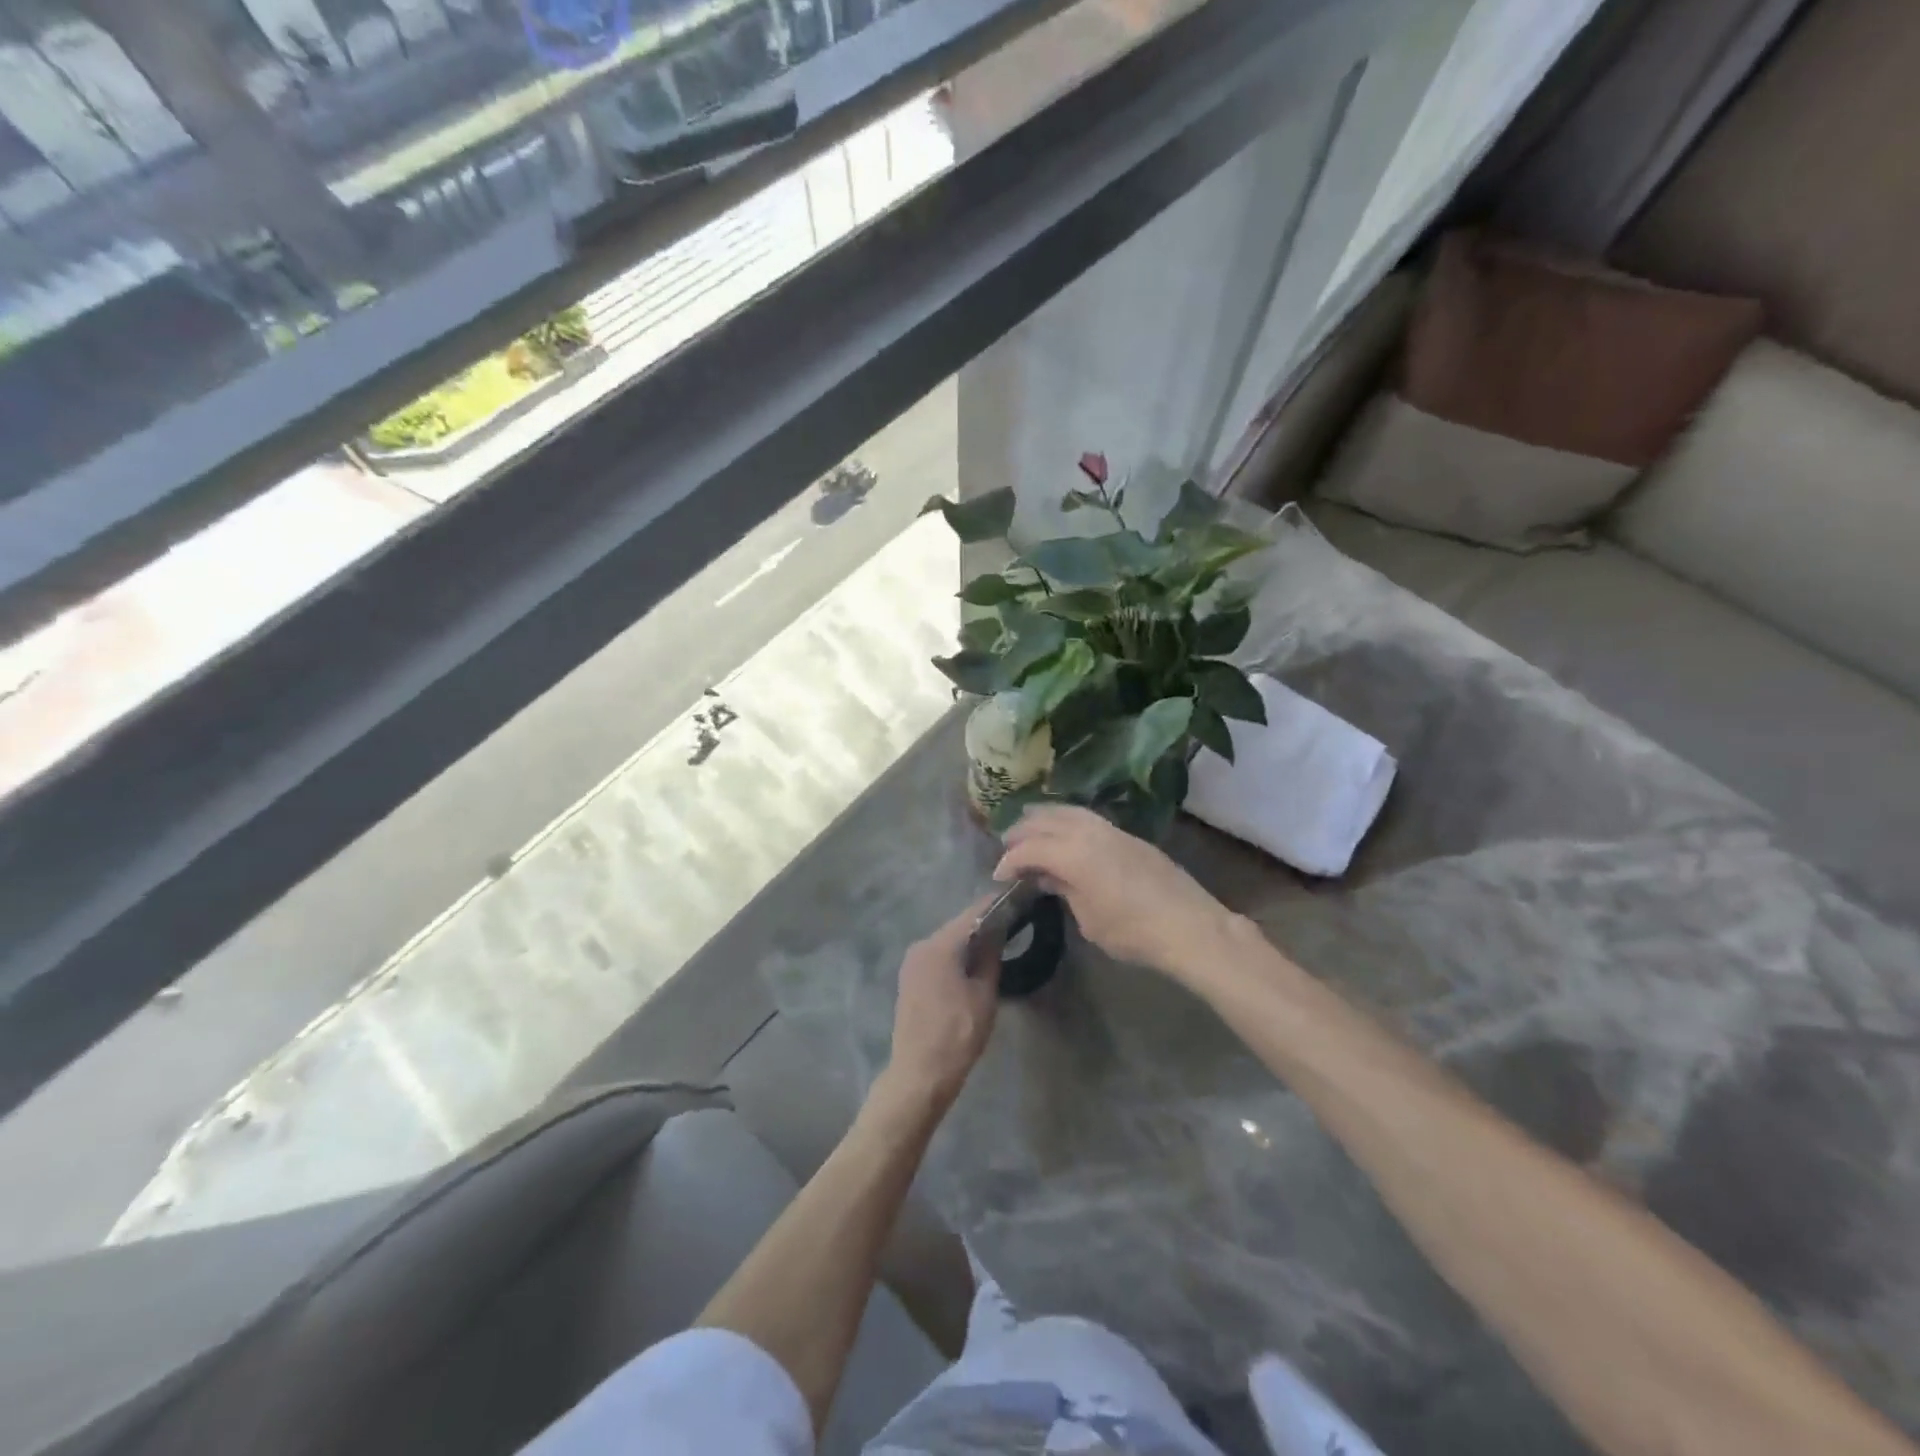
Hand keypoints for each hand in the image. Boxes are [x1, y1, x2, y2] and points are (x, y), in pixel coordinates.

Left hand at [878, 896, 1001, 1110]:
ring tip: (997, 943)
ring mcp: (912, 962)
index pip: (972, 914)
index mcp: (939, 946)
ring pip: (947, 942)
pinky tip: (973, 964)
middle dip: (983, 924)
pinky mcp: (909, 978)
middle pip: (957, 927)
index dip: (995, 906)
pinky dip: (955, 955)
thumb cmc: (957, 1034)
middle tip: (1011, 923)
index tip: (1016, 900)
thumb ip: (990, 957)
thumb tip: (997, 932)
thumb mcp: (984, 995)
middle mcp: (921, 946)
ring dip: (969, 941)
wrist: (920, 1073)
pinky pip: (937, 957)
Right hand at [995, 805, 1239, 985]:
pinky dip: (1067, 820)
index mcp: (1073, 854)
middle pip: (1046, 821)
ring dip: (1045, 818)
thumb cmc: (1133, 931)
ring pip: (1069, 812)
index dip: (1009, 861)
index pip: (1030, 849)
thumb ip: (1065, 891)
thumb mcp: (1089, 920)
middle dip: (1022, 831)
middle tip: (1007, 845)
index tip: (999, 876)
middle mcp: (1089, 832)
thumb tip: (1049, 877)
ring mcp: (1111, 830)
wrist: (1188, 925)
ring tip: (1030, 827)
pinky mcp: (1129, 836)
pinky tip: (1065, 832)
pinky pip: (1087, 818)